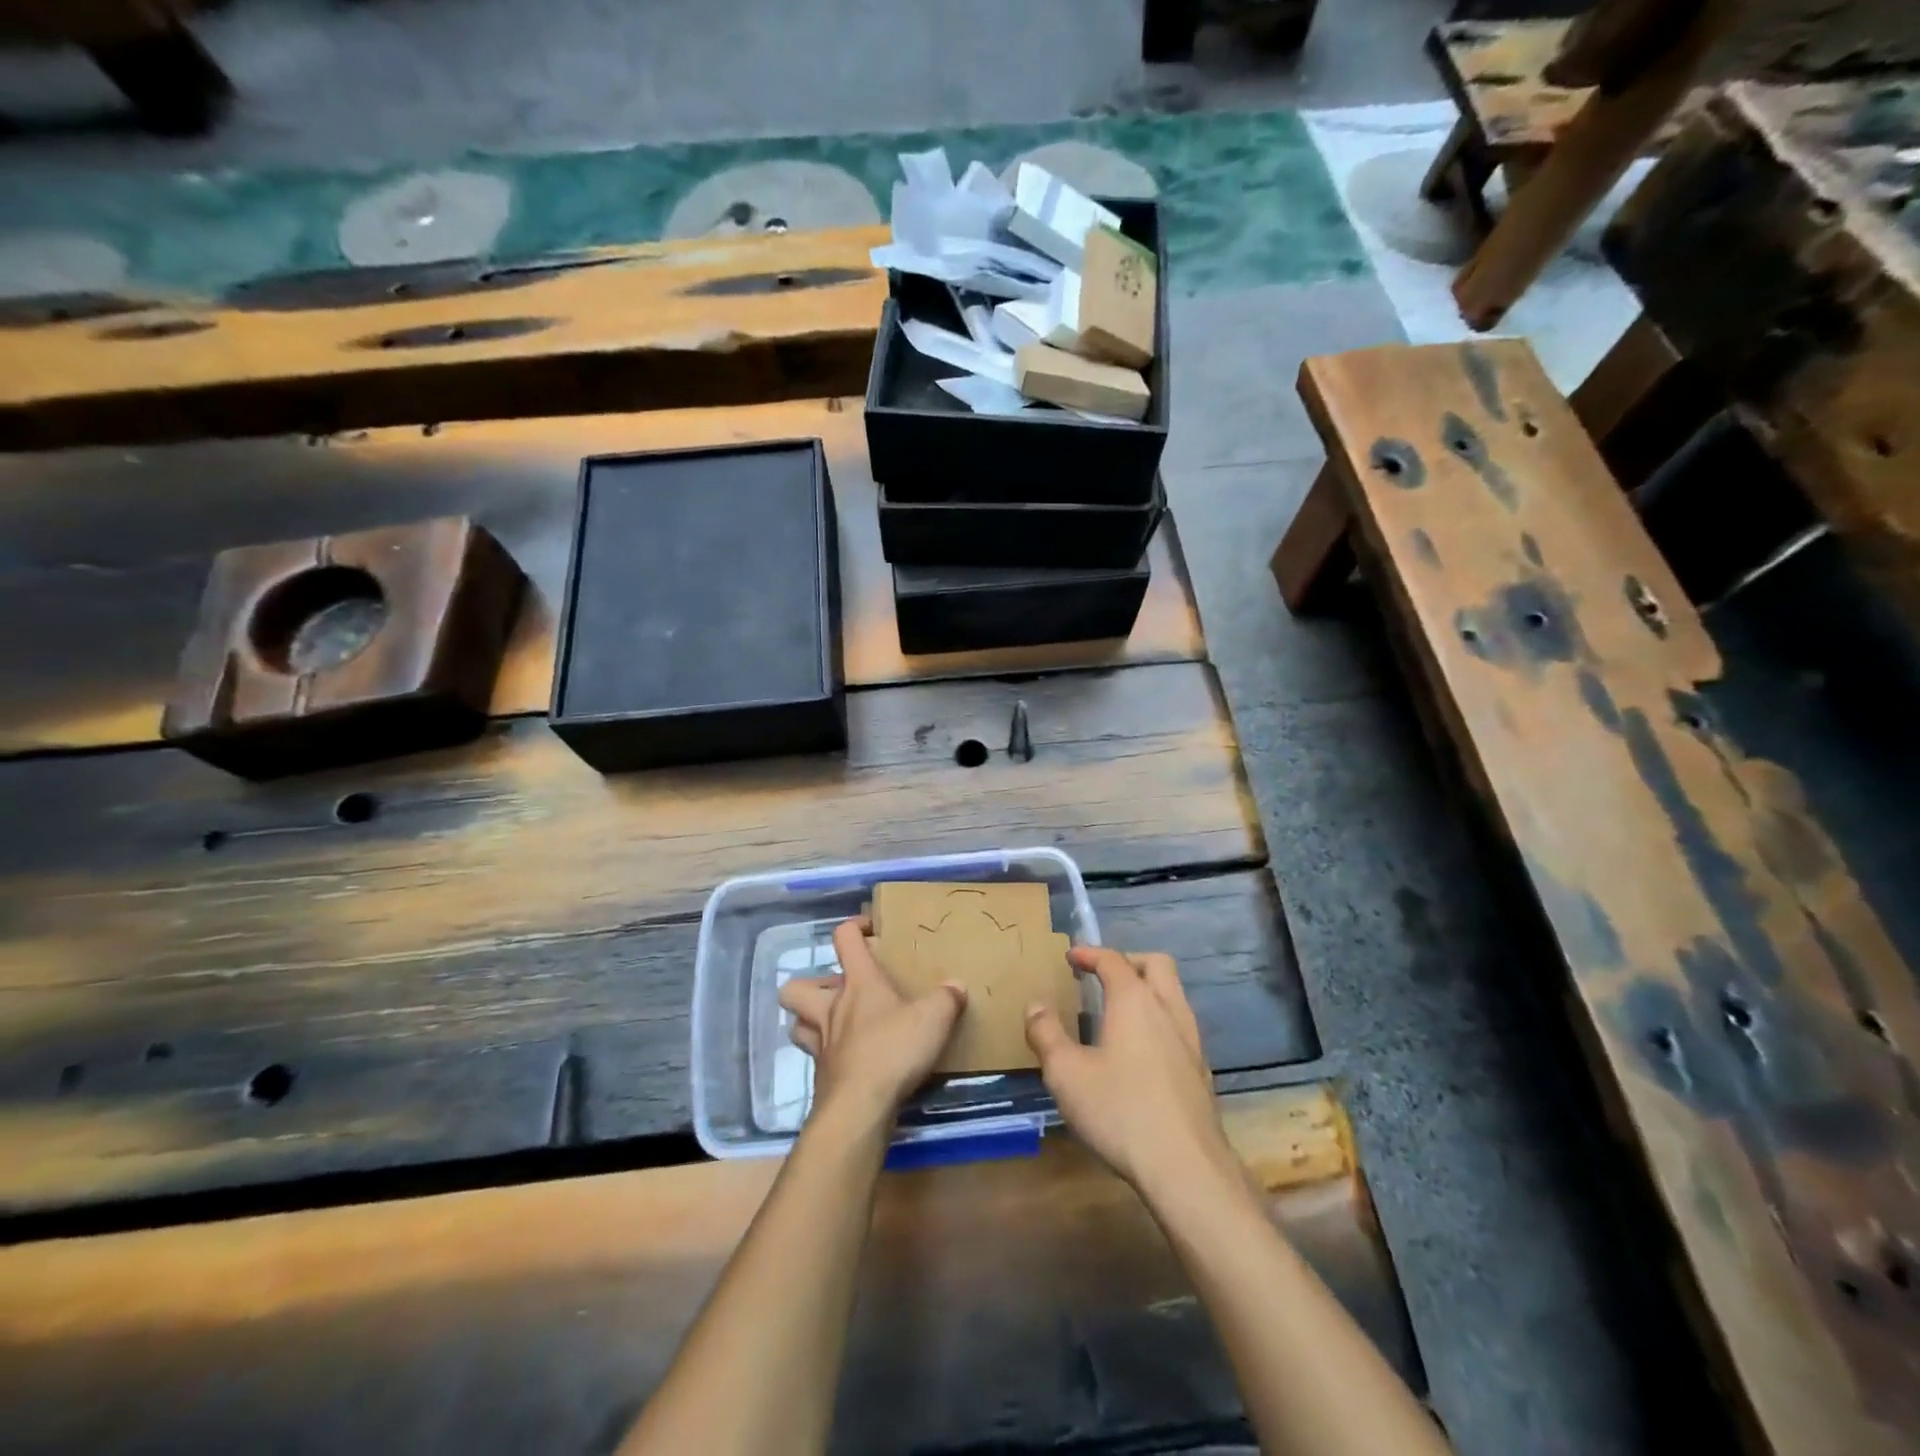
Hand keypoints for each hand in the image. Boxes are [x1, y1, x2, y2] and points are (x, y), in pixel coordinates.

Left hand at [780, 917, 966, 1133]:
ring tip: (836, 1025)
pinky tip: (851, 1062)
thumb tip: (956, 986)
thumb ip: (946, 998)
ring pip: (798, 1025)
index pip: (844, 939)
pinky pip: (816, 1060)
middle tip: (839, 991)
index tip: (869, 930)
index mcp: (858, 983)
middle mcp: (832, 1009)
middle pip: (797, 987)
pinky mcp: (822, 1079)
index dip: (853, 928)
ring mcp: (822, 1046)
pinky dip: (829, 1057)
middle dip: (812, 984)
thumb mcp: (933, 1018)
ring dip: (810, 1022)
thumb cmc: (893, 1050)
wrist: (859, 1108)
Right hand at [1025, 947, 1237, 1198]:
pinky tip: (1142, 1051)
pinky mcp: (1201, 1070)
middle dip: (1128, 961)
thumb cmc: (1120, 1111)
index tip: (1071, 956)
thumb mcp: (1066, 1073)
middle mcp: (1168, 1009)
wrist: (1186, 1167)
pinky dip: (1159, 1020)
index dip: (1090, 953)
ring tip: (1120, 1010)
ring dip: (1148, 989)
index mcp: (1134, 1000)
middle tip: (1103, 975)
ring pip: (1174, 993)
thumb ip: (1046, 1034)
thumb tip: (1035, 1006)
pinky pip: (1180, 1025)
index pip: (1113, 960)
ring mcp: (1191, 1040)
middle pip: (1156, 964)